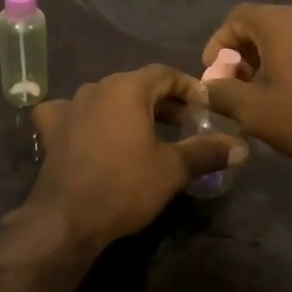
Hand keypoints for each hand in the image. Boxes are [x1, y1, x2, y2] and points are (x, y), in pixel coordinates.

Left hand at [27, 65, 246, 251]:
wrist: (66, 218)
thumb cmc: (125, 186)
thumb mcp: (172, 169)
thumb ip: (206, 151)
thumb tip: (240, 147)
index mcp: (127, 88)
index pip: (165, 73)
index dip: (188, 87)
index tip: (204, 107)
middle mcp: (97, 87)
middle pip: (137, 85)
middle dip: (163, 101)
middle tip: (184, 123)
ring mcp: (70, 106)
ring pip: (107, 98)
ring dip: (129, 110)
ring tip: (148, 132)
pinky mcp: (51, 128)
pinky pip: (72, 113)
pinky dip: (86, 118)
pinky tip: (90, 130)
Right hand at [201, 5, 291, 162]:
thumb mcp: (255, 112)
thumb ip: (222, 95)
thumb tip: (205, 88)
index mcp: (278, 22)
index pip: (237, 17)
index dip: (218, 43)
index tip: (214, 73)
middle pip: (264, 25)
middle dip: (244, 53)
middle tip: (238, 85)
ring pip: (291, 35)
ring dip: (271, 58)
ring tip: (267, 92)